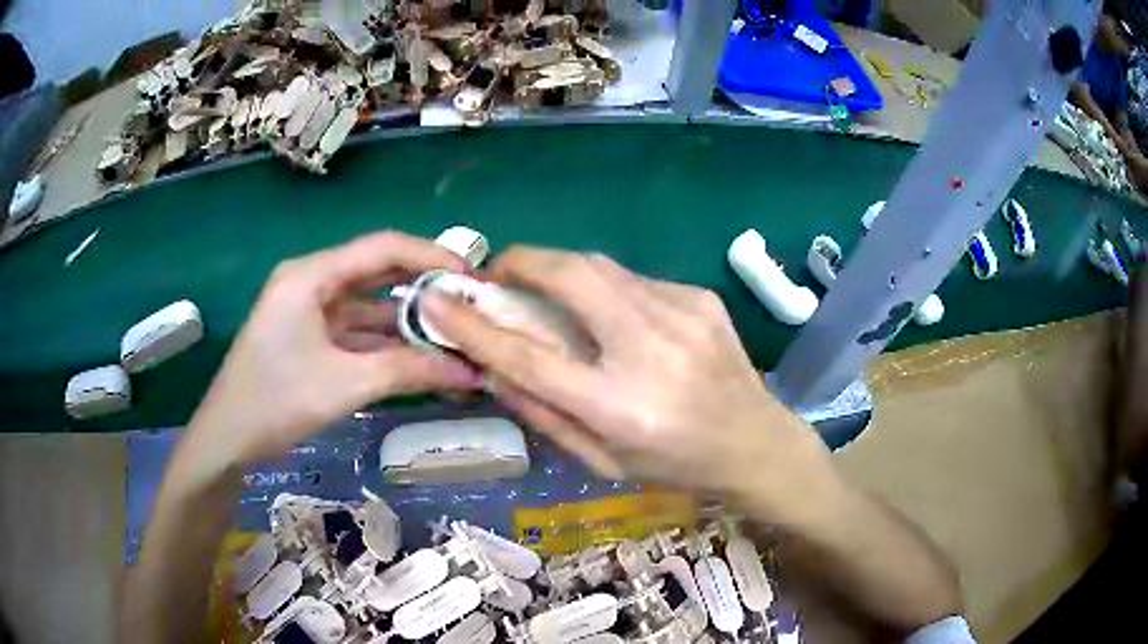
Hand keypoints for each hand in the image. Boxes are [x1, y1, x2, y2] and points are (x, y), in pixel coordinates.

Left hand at [181, 232, 482, 477]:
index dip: (431, 256)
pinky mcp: (313, 336)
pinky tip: (422, 358)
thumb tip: (472, 371)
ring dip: (410, 321)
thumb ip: (409, 370)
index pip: (383, 247)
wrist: (227, 439)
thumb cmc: (275, 401)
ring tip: (456, 335)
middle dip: (425, 289)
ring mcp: (311, 310)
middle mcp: (313, 281)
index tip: (472, 278)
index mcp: (312, 274)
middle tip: (470, 306)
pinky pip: (359, 331)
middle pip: (379, 272)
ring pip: (371, 305)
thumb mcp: (345, 384)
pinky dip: (389, 343)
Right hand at [423, 247, 840, 518]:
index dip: (475, 326)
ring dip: (560, 272)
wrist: (756, 443)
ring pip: (600, 267)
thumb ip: (542, 413)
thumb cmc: (674, 466)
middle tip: (496, 274)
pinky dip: (606, 290)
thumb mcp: (601, 461)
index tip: (438, 302)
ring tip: (545, 293)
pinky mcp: (700, 297)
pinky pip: (634, 280)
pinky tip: (614, 317)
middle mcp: (651, 350)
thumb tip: (490, 367)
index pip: (529, 356)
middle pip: (570, 276)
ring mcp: (683, 315)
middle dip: (521, 262)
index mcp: (620, 407)